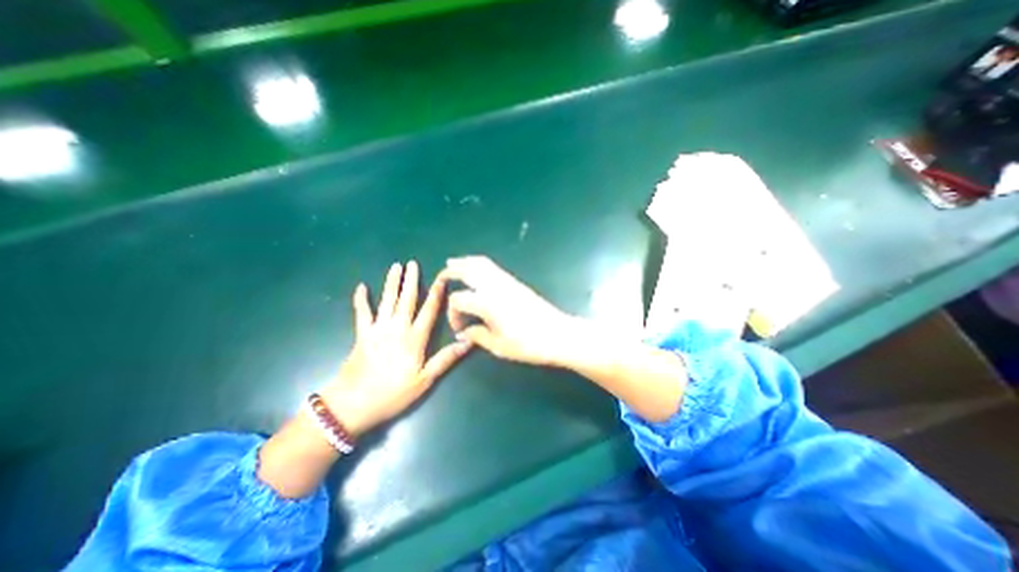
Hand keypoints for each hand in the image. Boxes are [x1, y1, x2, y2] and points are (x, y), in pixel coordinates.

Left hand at [319, 261, 470, 435]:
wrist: (352, 405)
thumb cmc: (393, 393)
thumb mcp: (424, 380)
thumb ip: (446, 359)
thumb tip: (468, 342)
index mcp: (414, 339)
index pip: (429, 311)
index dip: (436, 294)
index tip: (441, 278)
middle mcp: (397, 328)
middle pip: (406, 300)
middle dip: (411, 281)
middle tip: (412, 263)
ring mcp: (377, 330)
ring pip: (387, 301)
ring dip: (391, 283)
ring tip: (395, 267)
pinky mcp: (362, 335)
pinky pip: (361, 313)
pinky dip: (361, 300)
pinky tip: (361, 287)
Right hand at [439, 255, 580, 365]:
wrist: (558, 334)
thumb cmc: (528, 344)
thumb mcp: (498, 346)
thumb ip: (477, 336)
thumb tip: (464, 331)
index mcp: (486, 303)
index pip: (458, 299)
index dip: (453, 313)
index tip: (459, 327)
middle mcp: (494, 286)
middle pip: (467, 270)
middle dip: (451, 271)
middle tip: (441, 276)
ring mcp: (506, 281)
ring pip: (481, 263)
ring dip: (465, 262)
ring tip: (453, 263)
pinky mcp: (515, 282)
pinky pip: (492, 267)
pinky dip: (479, 264)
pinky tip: (476, 270)